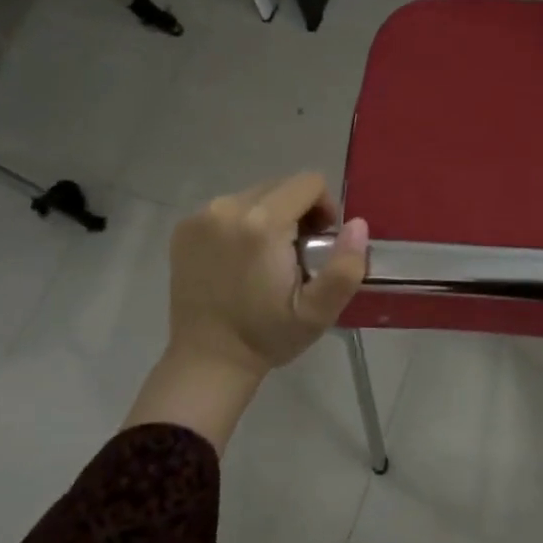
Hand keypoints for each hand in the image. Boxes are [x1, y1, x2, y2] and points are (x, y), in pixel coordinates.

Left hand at [128, 172, 367, 450]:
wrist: (207, 359)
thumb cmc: (267, 335)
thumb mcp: (318, 312)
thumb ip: (346, 266)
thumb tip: (357, 224)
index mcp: (262, 224)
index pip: (308, 183)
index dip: (324, 208)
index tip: (320, 242)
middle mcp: (228, 208)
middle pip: (281, 186)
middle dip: (297, 212)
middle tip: (296, 254)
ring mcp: (201, 216)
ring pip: (255, 195)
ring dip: (270, 216)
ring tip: (267, 257)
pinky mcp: (185, 227)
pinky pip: (228, 208)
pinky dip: (242, 224)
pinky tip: (240, 259)